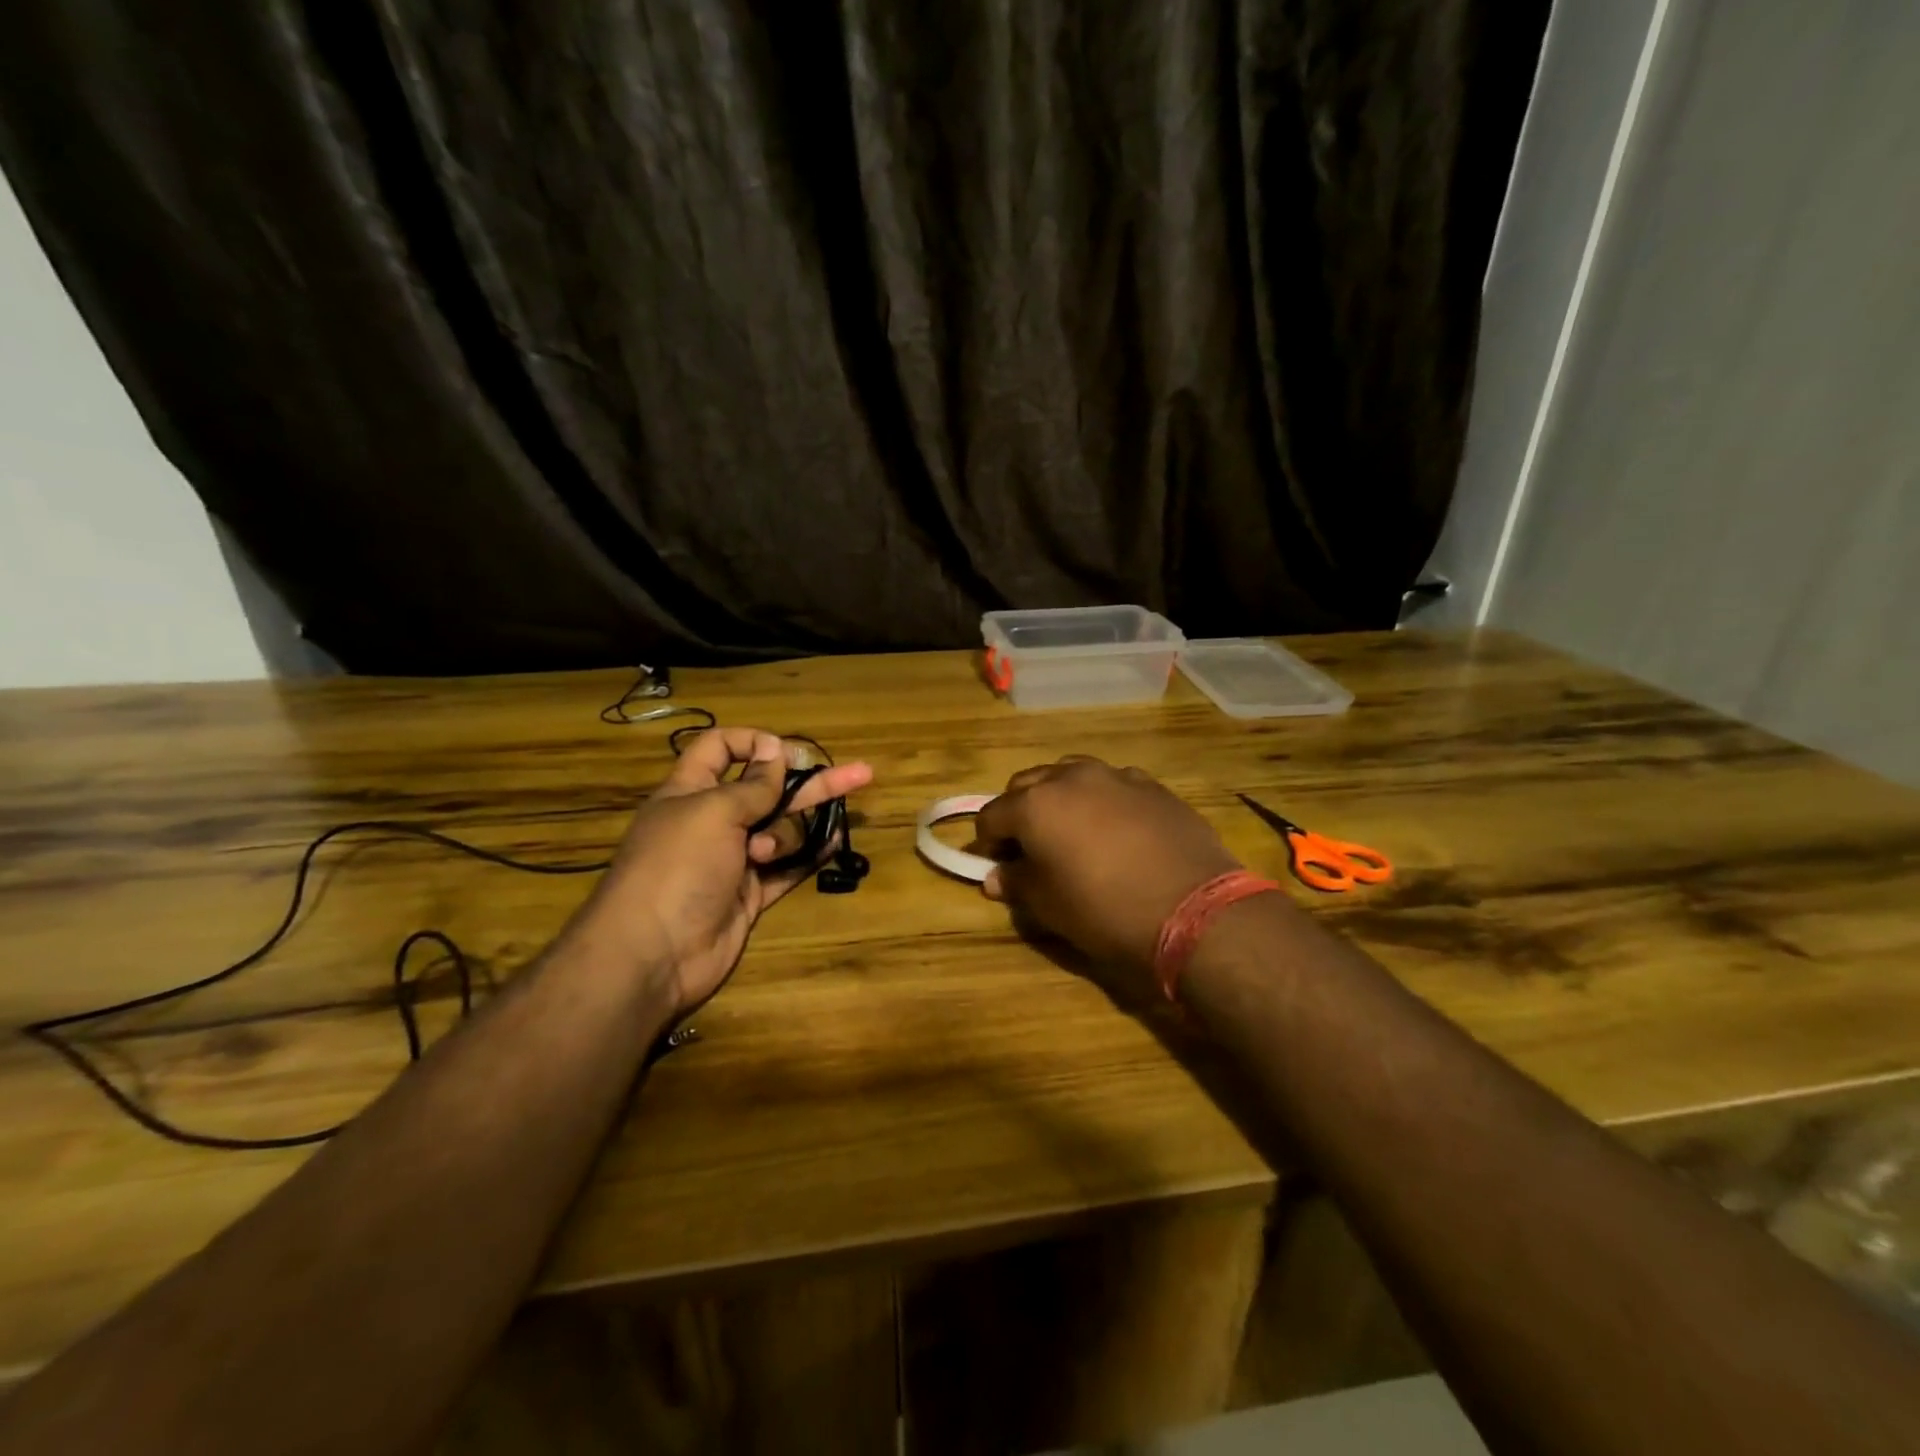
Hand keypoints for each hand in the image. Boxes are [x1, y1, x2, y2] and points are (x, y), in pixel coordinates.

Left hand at [567, 728, 872, 1015]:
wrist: (653, 954)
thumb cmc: (676, 867)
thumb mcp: (713, 812)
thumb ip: (752, 785)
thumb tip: (774, 752)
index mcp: (691, 791)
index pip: (720, 749)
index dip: (753, 744)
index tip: (786, 753)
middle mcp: (714, 821)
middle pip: (770, 790)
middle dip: (812, 781)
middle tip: (859, 773)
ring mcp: (734, 859)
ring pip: (781, 830)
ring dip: (787, 835)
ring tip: (766, 854)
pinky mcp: (751, 893)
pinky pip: (788, 867)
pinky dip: (810, 856)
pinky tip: (835, 842)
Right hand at [972, 757, 1239, 1001]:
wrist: (1194, 909)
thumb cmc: (1106, 911)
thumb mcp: (1050, 906)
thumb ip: (1017, 883)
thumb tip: (996, 876)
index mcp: (1036, 804)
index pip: (992, 815)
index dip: (988, 842)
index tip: (996, 864)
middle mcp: (1070, 777)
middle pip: (1027, 784)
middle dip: (1020, 811)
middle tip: (1029, 847)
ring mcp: (1115, 776)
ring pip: (1071, 774)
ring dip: (1060, 797)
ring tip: (1071, 831)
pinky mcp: (1152, 785)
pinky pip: (1112, 784)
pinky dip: (1101, 800)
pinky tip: (1116, 830)